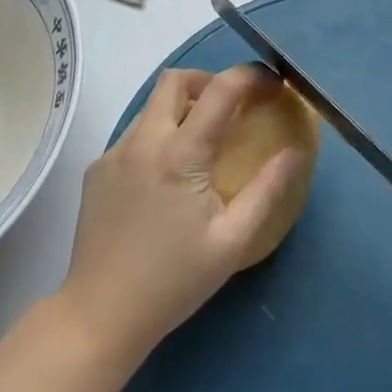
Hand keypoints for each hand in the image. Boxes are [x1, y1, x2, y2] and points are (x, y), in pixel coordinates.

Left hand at [58, 64, 302, 370]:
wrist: (100, 315)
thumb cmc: (175, 281)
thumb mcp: (233, 241)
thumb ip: (267, 190)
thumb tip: (295, 152)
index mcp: (181, 154)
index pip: (220, 90)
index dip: (251, 76)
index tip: (272, 84)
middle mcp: (143, 141)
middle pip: (176, 80)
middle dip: (209, 81)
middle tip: (232, 108)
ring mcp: (114, 153)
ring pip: (151, 106)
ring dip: (182, 109)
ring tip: (202, 145)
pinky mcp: (96, 170)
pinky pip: (134, 134)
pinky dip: (158, 136)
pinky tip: (167, 177)